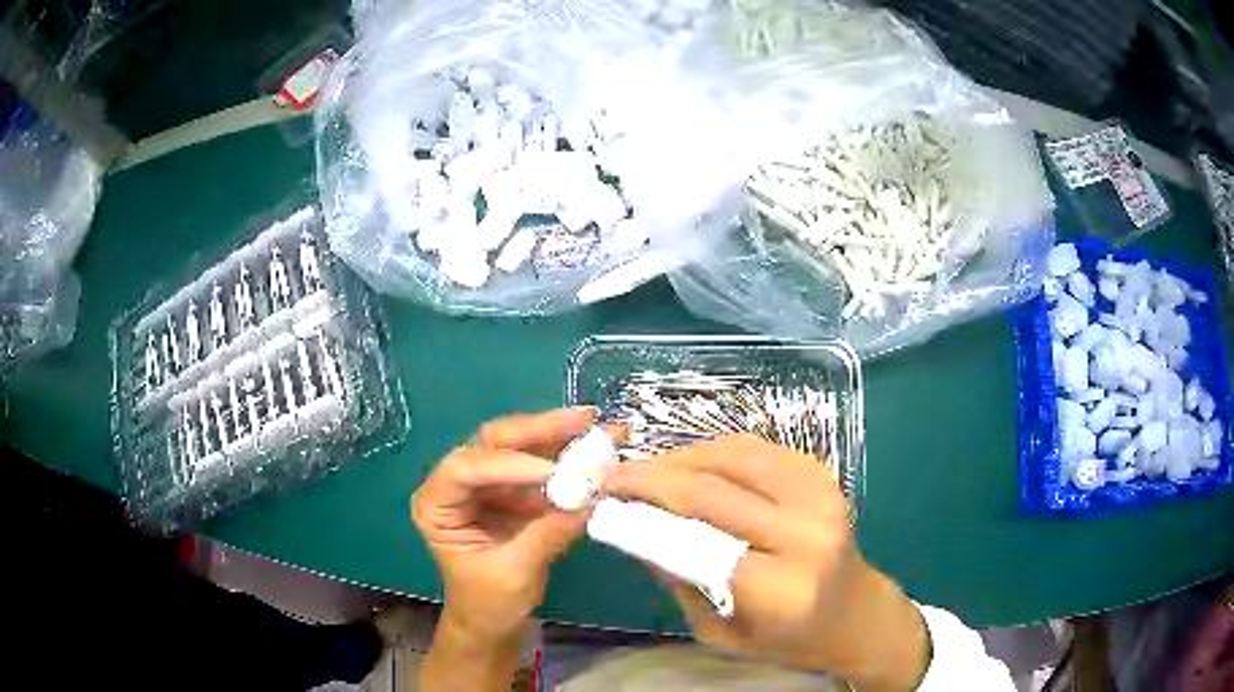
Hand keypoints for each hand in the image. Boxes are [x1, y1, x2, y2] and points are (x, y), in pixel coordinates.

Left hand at [411, 408, 594, 644]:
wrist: (494, 623)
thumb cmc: (488, 603)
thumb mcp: (514, 573)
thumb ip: (548, 534)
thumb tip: (590, 499)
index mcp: (437, 504)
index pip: (465, 469)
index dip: (507, 464)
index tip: (552, 471)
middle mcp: (458, 484)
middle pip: (494, 443)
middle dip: (539, 430)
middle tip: (583, 420)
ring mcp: (489, 484)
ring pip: (522, 446)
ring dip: (561, 436)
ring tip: (600, 426)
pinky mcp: (515, 492)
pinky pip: (542, 466)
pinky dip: (571, 457)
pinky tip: (600, 448)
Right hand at [601, 434, 929, 691]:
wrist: (853, 612)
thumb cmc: (786, 638)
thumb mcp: (719, 630)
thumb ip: (678, 578)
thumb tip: (632, 524)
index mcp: (782, 590)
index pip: (698, 542)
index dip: (645, 514)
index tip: (604, 500)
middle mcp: (806, 535)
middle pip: (713, 491)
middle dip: (653, 476)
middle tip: (612, 475)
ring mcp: (821, 496)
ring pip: (733, 456)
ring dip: (682, 457)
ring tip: (647, 469)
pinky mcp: (822, 476)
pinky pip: (757, 449)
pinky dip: (715, 450)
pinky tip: (691, 464)